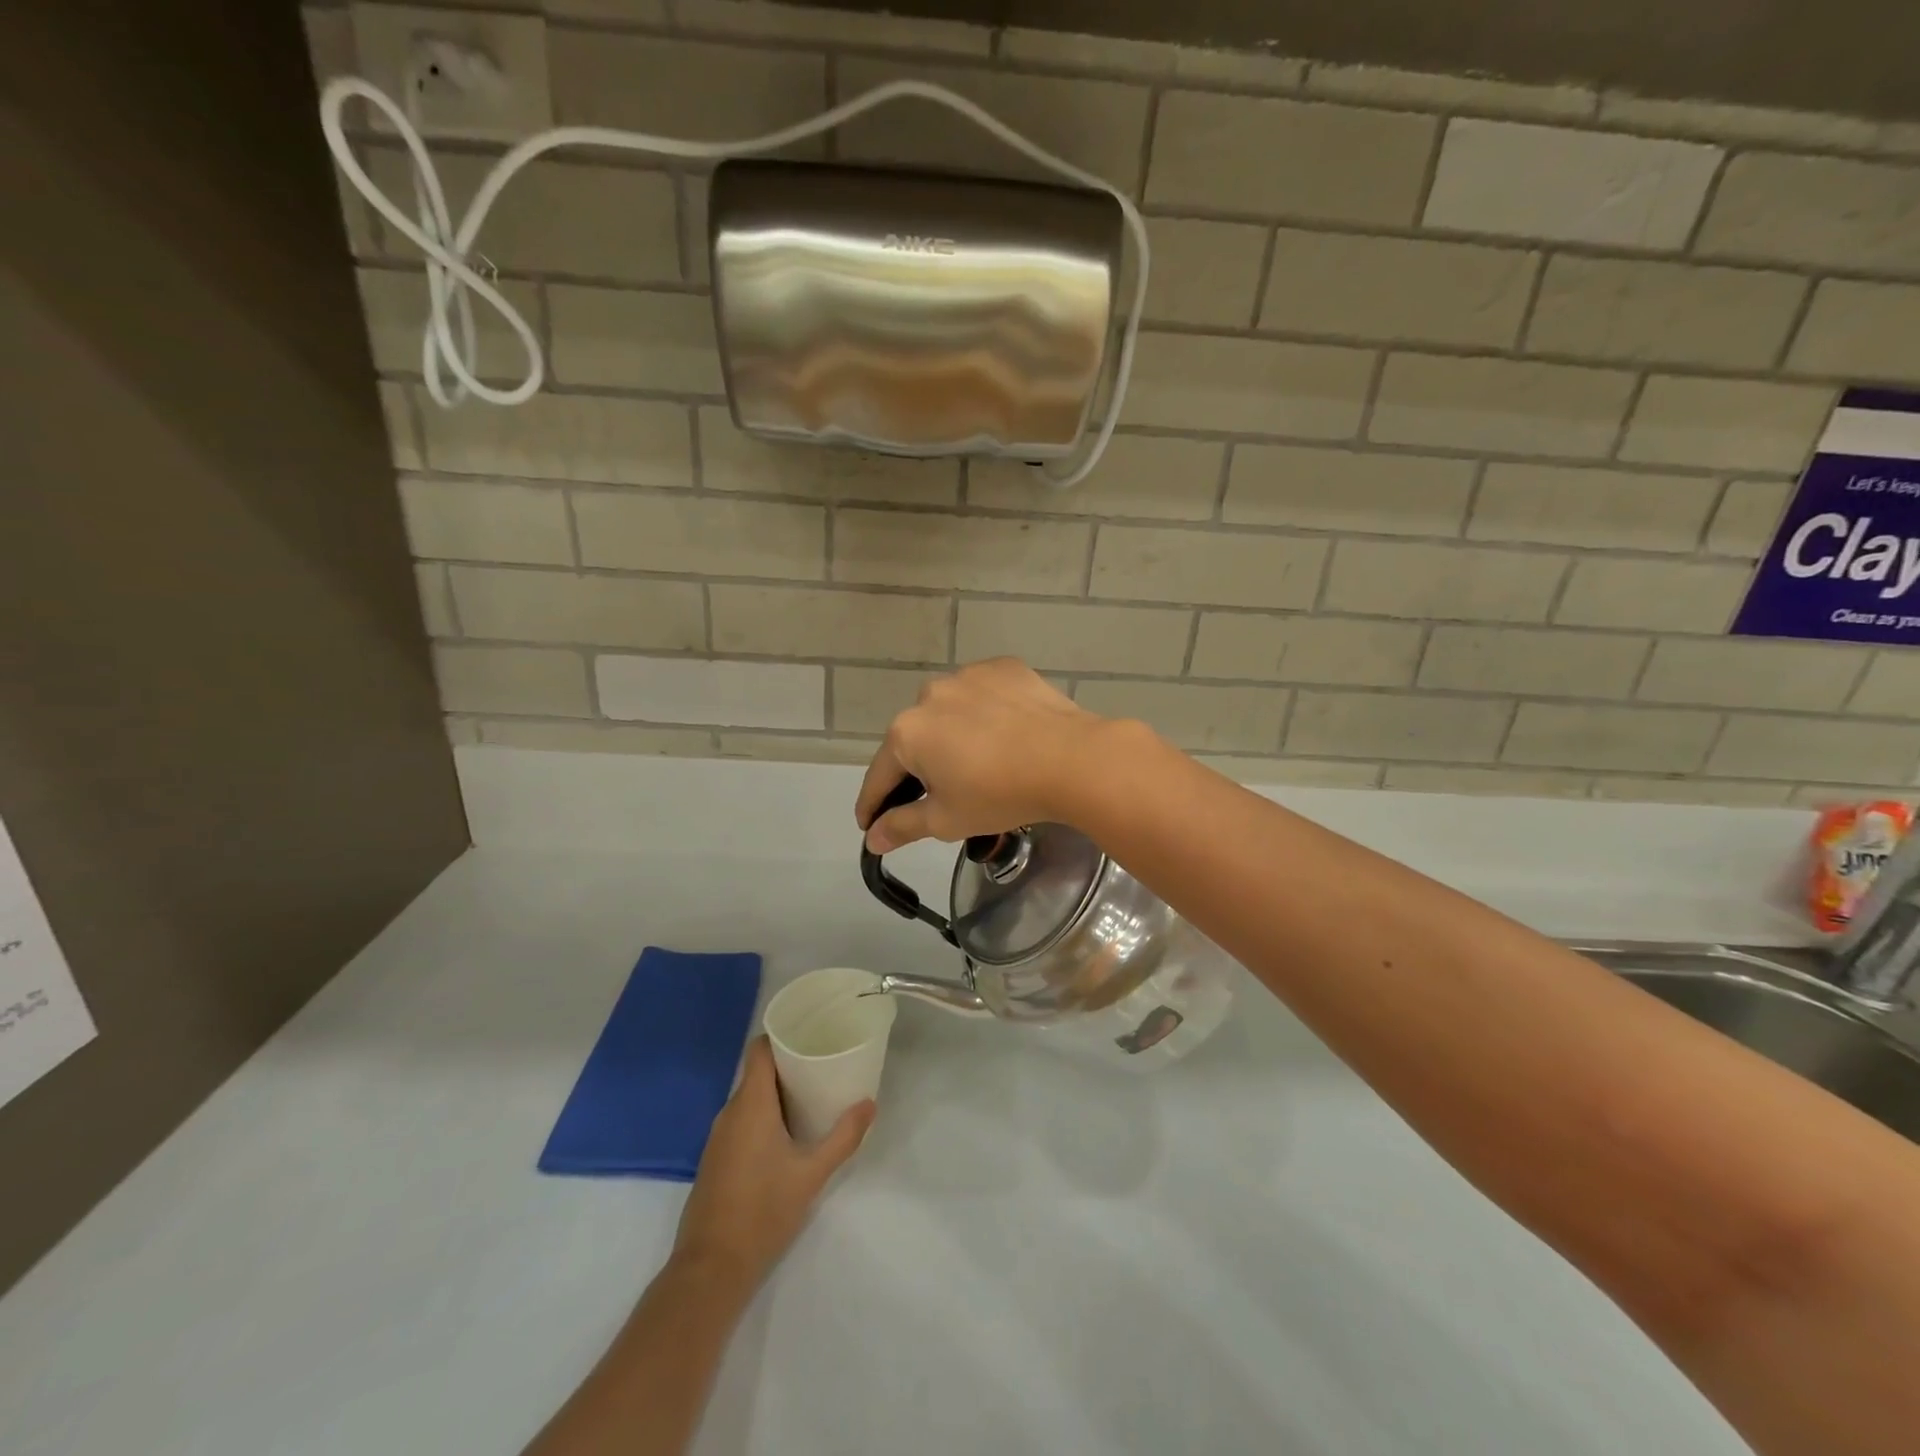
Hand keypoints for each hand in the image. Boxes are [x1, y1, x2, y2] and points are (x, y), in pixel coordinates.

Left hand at [673, 1038, 873, 1291]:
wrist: (710, 1270)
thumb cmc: (763, 1211)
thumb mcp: (812, 1173)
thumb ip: (843, 1137)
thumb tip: (869, 1104)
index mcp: (750, 1104)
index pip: (759, 1049)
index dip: (782, 1035)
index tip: (810, 1032)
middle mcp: (729, 1113)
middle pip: (758, 1072)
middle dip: (789, 1065)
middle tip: (824, 1064)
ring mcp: (718, 1138)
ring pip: (750, 1099)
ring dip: (777, 1093)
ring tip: (812, 1095)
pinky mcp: (716, 1160)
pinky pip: (742, 1121)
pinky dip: (764, 1116)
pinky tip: (788, 1133)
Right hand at [856, 658, 1121, 852]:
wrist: (1072, 759)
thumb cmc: (1000, 794)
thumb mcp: (946, 820)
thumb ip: (902, 826)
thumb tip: (872, 839)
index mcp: (907, 732)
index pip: (880, 775)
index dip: (872, 805)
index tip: (868, 824)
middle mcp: (929, 695)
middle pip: (915, 739)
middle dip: (919, 768)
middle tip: (937, 795)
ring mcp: (968, 676)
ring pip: (949, 712)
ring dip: (952, 734)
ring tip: (978, 761)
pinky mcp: (1004, 668)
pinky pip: (983, 694)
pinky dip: (985, 712)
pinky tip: (1005, 732)